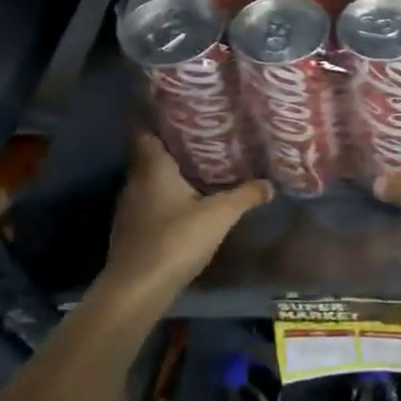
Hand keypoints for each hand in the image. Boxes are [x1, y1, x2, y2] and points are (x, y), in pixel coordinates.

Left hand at [93, 135, 270, 312]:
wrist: (137, 289)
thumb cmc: (176, 239)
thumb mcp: (220, 214)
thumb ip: (245, 195)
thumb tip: (270, 184)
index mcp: (152, 169)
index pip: (145, 132)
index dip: (158, 119)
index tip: (179, 111)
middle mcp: (136, 182)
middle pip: (150, 156)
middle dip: (174, 147)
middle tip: (203, 138)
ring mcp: (130, 208)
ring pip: (151, 181)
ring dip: (171, 175)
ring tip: (201, 168)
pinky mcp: (131, 230)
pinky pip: (151, 202)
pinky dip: (167, 198)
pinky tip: (188, 203)